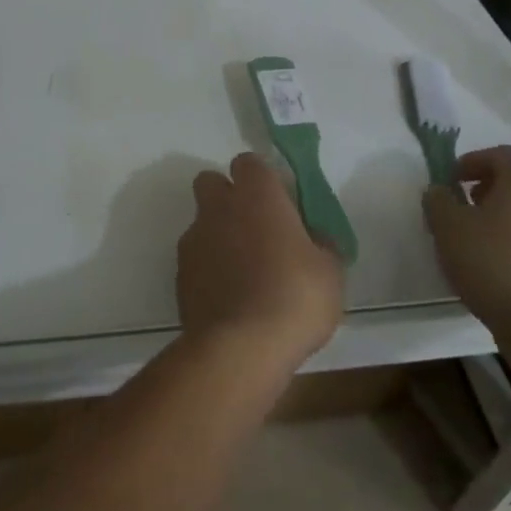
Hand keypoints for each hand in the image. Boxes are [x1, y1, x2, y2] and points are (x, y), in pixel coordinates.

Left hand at [178, 153, 344, 369]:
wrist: (240, 347)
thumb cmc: (294, 297)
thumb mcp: (330, 271)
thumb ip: (320, 245)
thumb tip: (314, 240)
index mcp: (257, 194)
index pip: (249, 163)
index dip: (262, 179)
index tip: (280, 204)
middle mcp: (219, 207)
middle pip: (212, 182)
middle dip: (228, 197)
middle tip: (256, 229)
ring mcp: (194, 239)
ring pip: (202, 222)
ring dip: (219, 236)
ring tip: (245, 273)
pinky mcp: (180, 274)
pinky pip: (196, 259)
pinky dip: (209, 269)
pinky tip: (230, 297)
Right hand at [423, 145, 510, 335]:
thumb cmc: (494, 262)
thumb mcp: (448, 226)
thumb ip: (438, 199)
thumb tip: (441, 192)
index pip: (497, 155)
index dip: (468, 165)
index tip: (448, 183)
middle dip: (491, 187)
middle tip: (466, 205)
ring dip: (510, 212)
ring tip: (484, 235)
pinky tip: (507, 259)